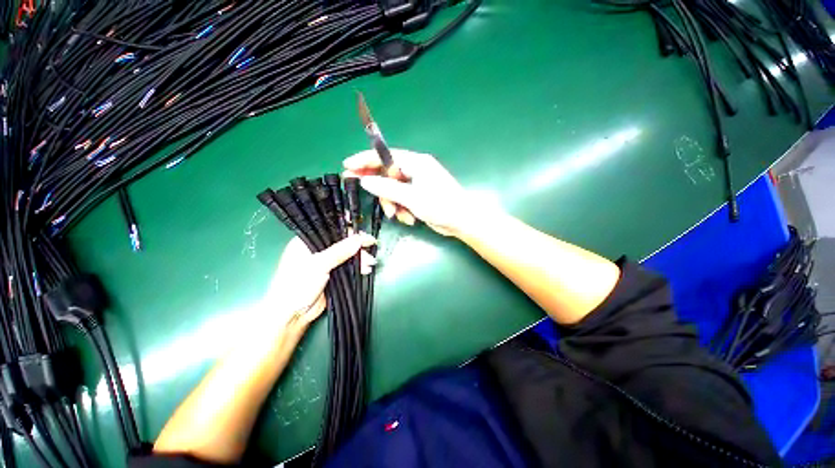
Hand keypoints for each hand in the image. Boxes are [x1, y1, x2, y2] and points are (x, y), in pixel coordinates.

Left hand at [262, 233, 376, 332]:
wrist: (292, 314)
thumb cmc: (298, 284)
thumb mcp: (318, 264)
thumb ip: (339, 251)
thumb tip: (359, 240)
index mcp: (306, 241)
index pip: (331, 230)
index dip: (349, 232)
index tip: (364, 236)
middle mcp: (316, 249)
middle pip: (342, 243)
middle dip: (357, 247)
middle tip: (370, 249)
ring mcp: (325, 262)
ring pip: (346, 255)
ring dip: (359, 258)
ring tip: (369, 263)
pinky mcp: (332, 274)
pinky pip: (347, 266)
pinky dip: (357, 267)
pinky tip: (365, 269)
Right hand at [343, 149, 473, 236]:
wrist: (462, 221)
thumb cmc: (441, 206)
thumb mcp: (412, 197)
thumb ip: (387, 188)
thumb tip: (364, 180)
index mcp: (416, 162)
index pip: (386, 156)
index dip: (365, 160)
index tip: (347, 165)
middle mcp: (415, 170)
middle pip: (388, 174)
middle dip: (381, 189)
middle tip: (363, 191)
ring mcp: (417, 184)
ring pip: (393, 190)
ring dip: (393, 204)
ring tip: (398, 215)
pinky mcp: (418, 196)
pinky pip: (401, 199)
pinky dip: (402, 209)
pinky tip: (409, 218)